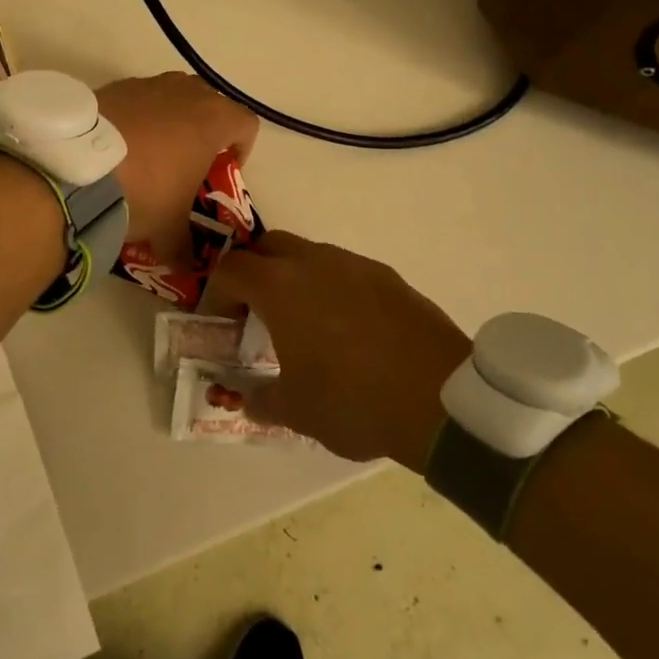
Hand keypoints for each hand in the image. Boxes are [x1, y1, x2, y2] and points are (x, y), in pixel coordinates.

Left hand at [97, 73, 258, 256]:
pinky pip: (138, 99)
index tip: (221, 172)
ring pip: (173, 96)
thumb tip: (187, 264)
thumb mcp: (169, 229)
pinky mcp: (114, 86)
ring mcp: (148, 84)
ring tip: (150, 154)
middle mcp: (185, 92)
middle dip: (205, 131)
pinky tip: (118, 147)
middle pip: (210, 104)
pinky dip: (136, 117)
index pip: (247, 125)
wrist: (77, 168)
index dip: (242, 150)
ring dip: (170, 120)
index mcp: (213, 120)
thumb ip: (184, 246)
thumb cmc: (143, 192)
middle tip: (188, 163)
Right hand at [209, 232, 471, 471]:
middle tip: (256, 312)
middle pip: (267, 247)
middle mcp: (313, 262)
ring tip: (303, 321)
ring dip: (294, 278)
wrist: (442, 398)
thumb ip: (261, 400)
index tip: (222, 323)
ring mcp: (354, 264)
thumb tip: (248, 399)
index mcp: (279, 286)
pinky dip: (332, 287)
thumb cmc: (354, 401)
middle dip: (254, 272)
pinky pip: (345, 270)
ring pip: (309, 254)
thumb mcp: (296, 411)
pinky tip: (347, 328)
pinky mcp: (388, 276)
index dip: (217, 292)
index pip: (231, 269)